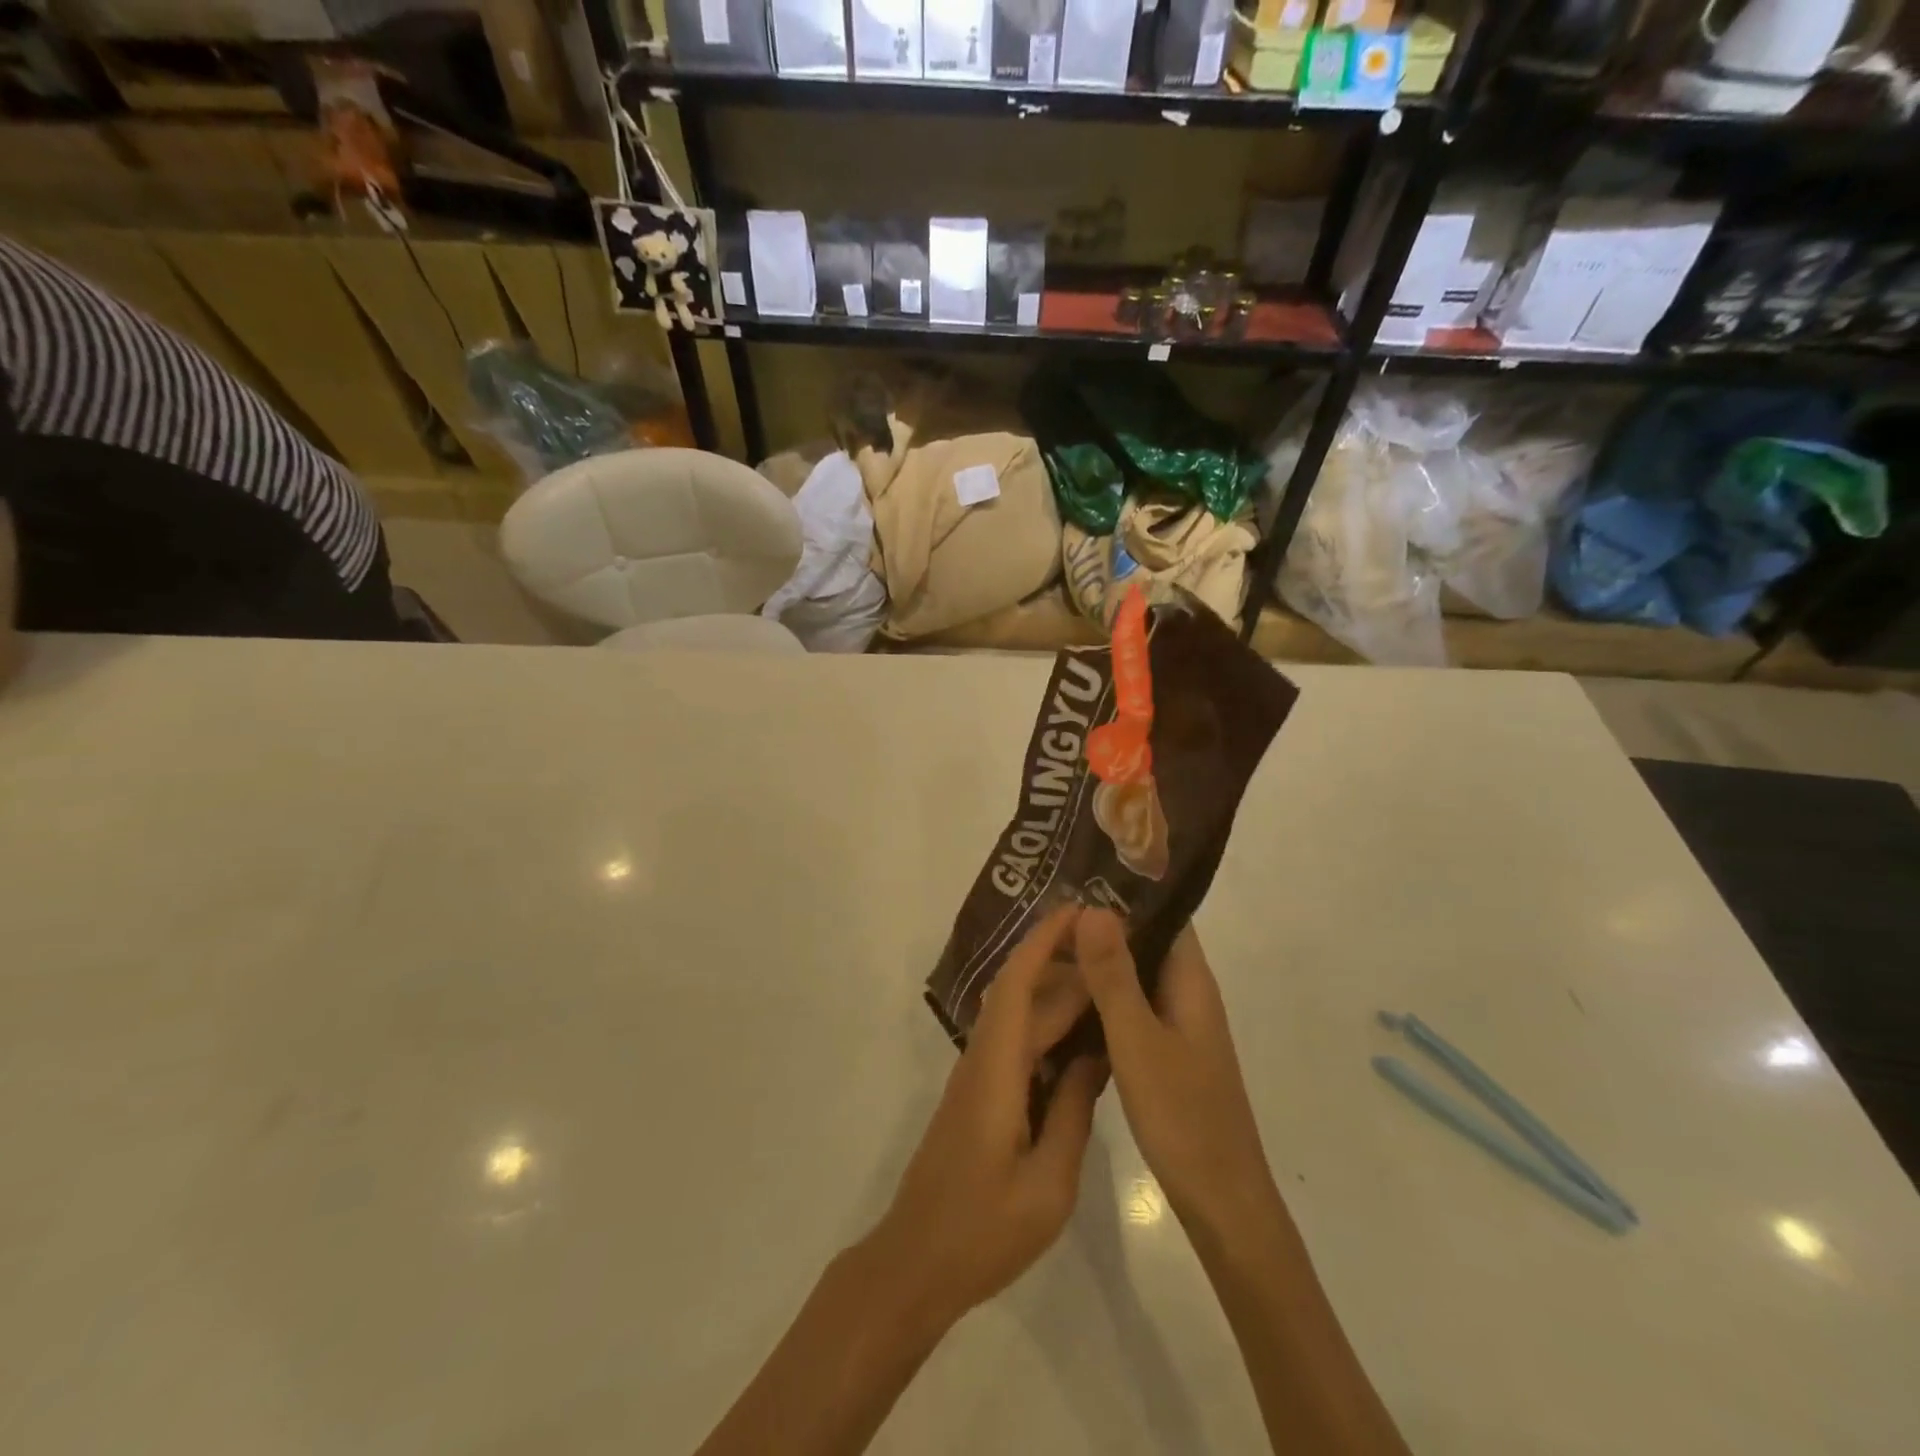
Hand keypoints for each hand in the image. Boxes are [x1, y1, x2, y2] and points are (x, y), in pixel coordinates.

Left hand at [865, 906, 1106, 1332]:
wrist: (917, 1262)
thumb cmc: (983, 1229)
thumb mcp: (1049, 1183)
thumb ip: (1073, 1113)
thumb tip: (1095, 1056)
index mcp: (996, 1070)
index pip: (1018, 985)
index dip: (1044, 941)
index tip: (1077, 911)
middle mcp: (982, 1060)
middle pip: (1022, 995)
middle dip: (1062, 962)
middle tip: (1114, 947)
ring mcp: (977, 1078)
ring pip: (1019, 1019)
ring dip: (1057, 995)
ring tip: (1107, 984)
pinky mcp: (979, 1097)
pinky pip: (1018, 1047)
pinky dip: (1048, 1030)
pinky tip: (1082, 1042)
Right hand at [1076, 910, 1278, 1241]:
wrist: (1221, 1203)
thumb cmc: (1183, 1116)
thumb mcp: (1138, 1040)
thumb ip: (1114, 975)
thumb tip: (1093, 907)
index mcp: (1190, 981)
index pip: (1163, 914)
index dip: (1125, 892)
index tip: (1076, 877)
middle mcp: (1187, 994)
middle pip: (1146, 942)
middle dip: (1102, 926)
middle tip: (1046, 911)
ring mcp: (1177, 1025)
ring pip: (1135, 977)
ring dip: (1099, 962)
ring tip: (1047, 946)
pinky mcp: (1165, 1053)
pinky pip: (1131, 1008)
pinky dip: (1102, 997)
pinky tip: (1066, 1000)